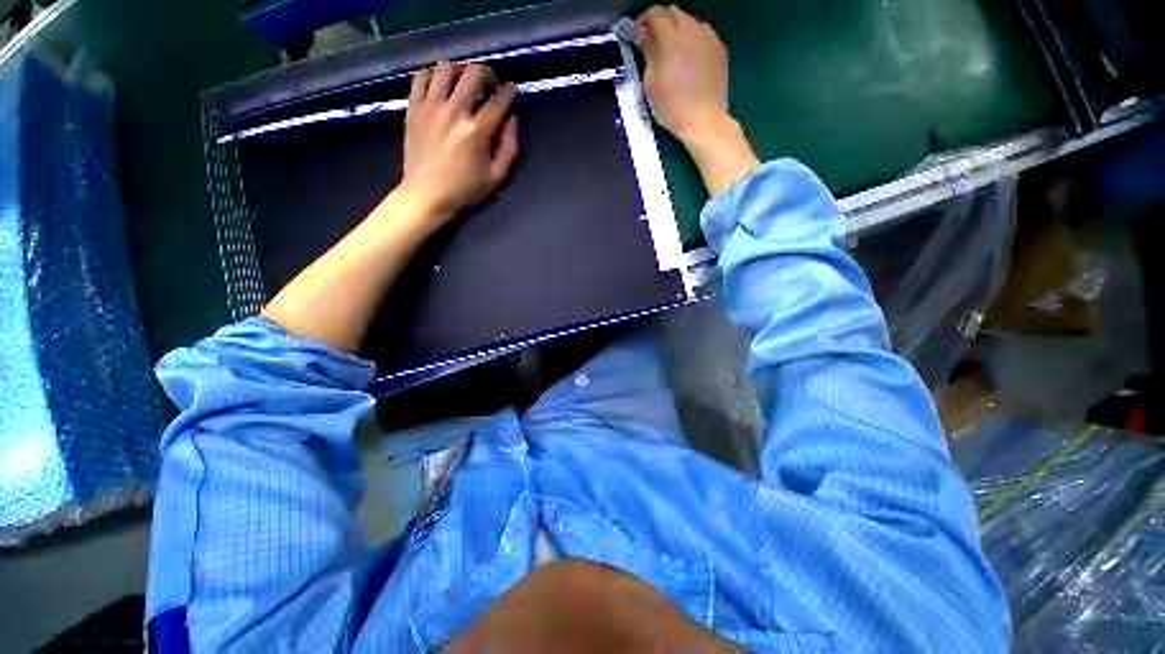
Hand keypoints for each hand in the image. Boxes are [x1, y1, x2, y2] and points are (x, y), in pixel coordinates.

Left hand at [399, 62, 519, 226]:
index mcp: (476, 132)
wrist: (426, 195)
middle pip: (472, 74)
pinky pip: (421, 77)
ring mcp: (430, 107)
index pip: (498, 101)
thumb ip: (509, 148)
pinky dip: (433, 76)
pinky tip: (439, 87)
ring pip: (445, 68)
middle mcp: (454, 112)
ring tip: (463, 84)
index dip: (508, 92)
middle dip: (486, 74)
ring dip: (459, 71)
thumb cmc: (464, 190)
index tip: (511, 90)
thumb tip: (512, 120)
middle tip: (488, 86)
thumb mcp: (496, 177)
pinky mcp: (413, 108)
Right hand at [636, 6, 731, 145]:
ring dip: (678, 30)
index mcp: (673, 39)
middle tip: (654, 43)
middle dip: (662, 22)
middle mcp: (693, 31)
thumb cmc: (672, 108)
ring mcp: (710, 38)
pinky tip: (689, 57)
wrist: (704, 121)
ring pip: (690, 21)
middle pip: (675, 13)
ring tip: (672, 51)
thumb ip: (648, 52)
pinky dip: (693, 38)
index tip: (639, 33)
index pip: (656, 14)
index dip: (644, 19)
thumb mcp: (652, 83)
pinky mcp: (720, 49)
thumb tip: (643, 32)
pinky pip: (703, 33)